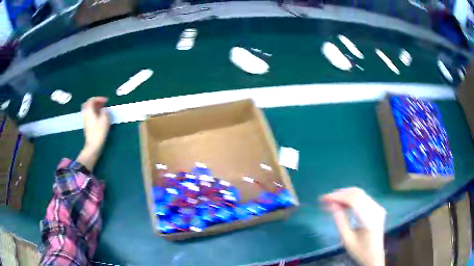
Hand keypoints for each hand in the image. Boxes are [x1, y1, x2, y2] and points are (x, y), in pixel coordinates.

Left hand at [81, 97, 109, 150]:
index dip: (99, 98)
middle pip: (88, 104)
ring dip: (94, 107)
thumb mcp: (105, 119)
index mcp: (89, 110)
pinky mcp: (87, 125)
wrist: (93, 145)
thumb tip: (104, 110)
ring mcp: (85, 120)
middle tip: (102, 103)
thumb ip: (105, 112)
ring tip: (101, 109)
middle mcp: (85, 113)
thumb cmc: (99, 131)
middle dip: (95, 102)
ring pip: (88, 110)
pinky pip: (89, 115)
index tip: (106, 101)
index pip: (92, 100)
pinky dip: (93, 112)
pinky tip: (99, 116)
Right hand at [321, 188, 385, 265]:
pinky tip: (342, 203)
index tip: (324, 199)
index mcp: (370, 219)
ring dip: (345, 195)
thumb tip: (332, 206)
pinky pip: (363, 198)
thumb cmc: (360, 251)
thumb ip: (340, 222)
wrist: (375, 255)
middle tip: (326, 199)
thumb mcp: (347, 240)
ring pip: (360, 194)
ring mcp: (378, 207)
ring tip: (331, 201)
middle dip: (340, 194)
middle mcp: (376, 209)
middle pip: (357, 194)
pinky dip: (351, 198)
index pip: (354, 201)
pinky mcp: (376, 208)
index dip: (338, 197)